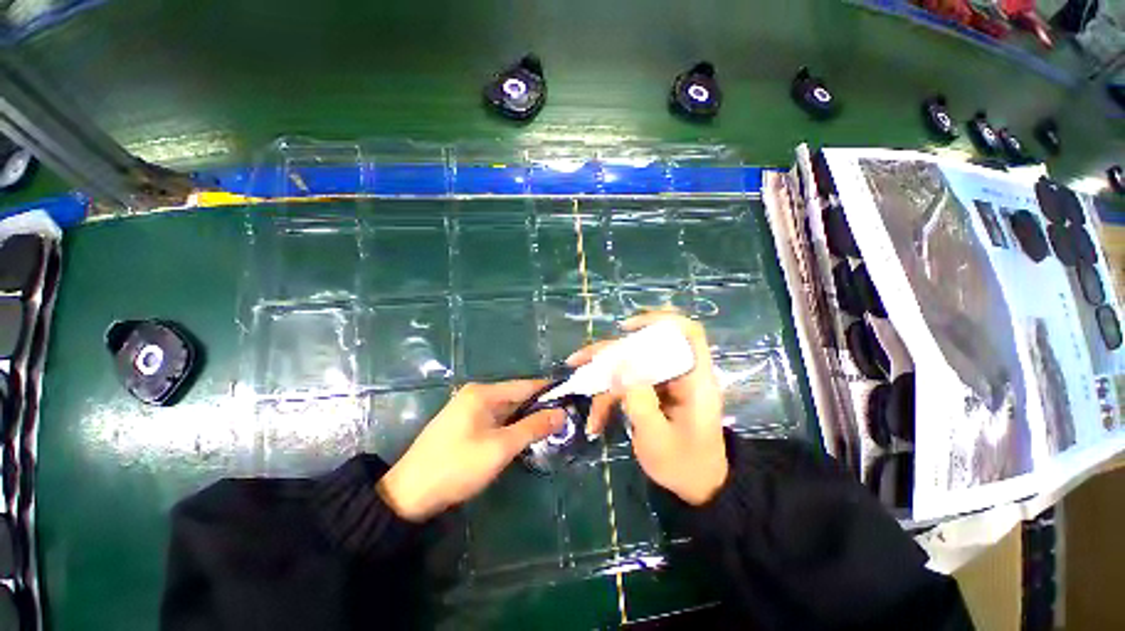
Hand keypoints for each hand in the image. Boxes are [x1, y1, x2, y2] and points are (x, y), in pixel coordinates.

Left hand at [377, 380, 563, 521]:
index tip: (572, 399)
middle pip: (517, 396)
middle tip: (566, 419)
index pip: (525, 385)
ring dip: (527, 419)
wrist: (408, 495)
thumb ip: (533, 427)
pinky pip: (497, 420)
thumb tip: (562, 413)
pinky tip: (527, 437)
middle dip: (540, 408)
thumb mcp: (500, 448)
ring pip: (508, 410)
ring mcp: (470, 409)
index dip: (549, 391)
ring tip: (553, 428)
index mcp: (483, 393)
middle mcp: (477, 395)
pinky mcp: (466, 424)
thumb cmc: (457, 466)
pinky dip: (513, 427)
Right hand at [568, 312, 727, 505]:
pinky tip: (597, 421)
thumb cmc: (685, 465)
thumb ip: (638, 401)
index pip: (687, 332)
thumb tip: (616, 366)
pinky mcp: (653, 392)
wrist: (698, 487)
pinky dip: (610, 399)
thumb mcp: (657, 438)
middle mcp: (680, 374)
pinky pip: (627, 384)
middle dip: (608, 356)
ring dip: (604, 385)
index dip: (658, 320)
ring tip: (589, 413)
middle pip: (643, 348)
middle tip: (577, 362)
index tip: (626, 329)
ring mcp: (665, 383)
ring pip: (629, 367)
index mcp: (695, 380)